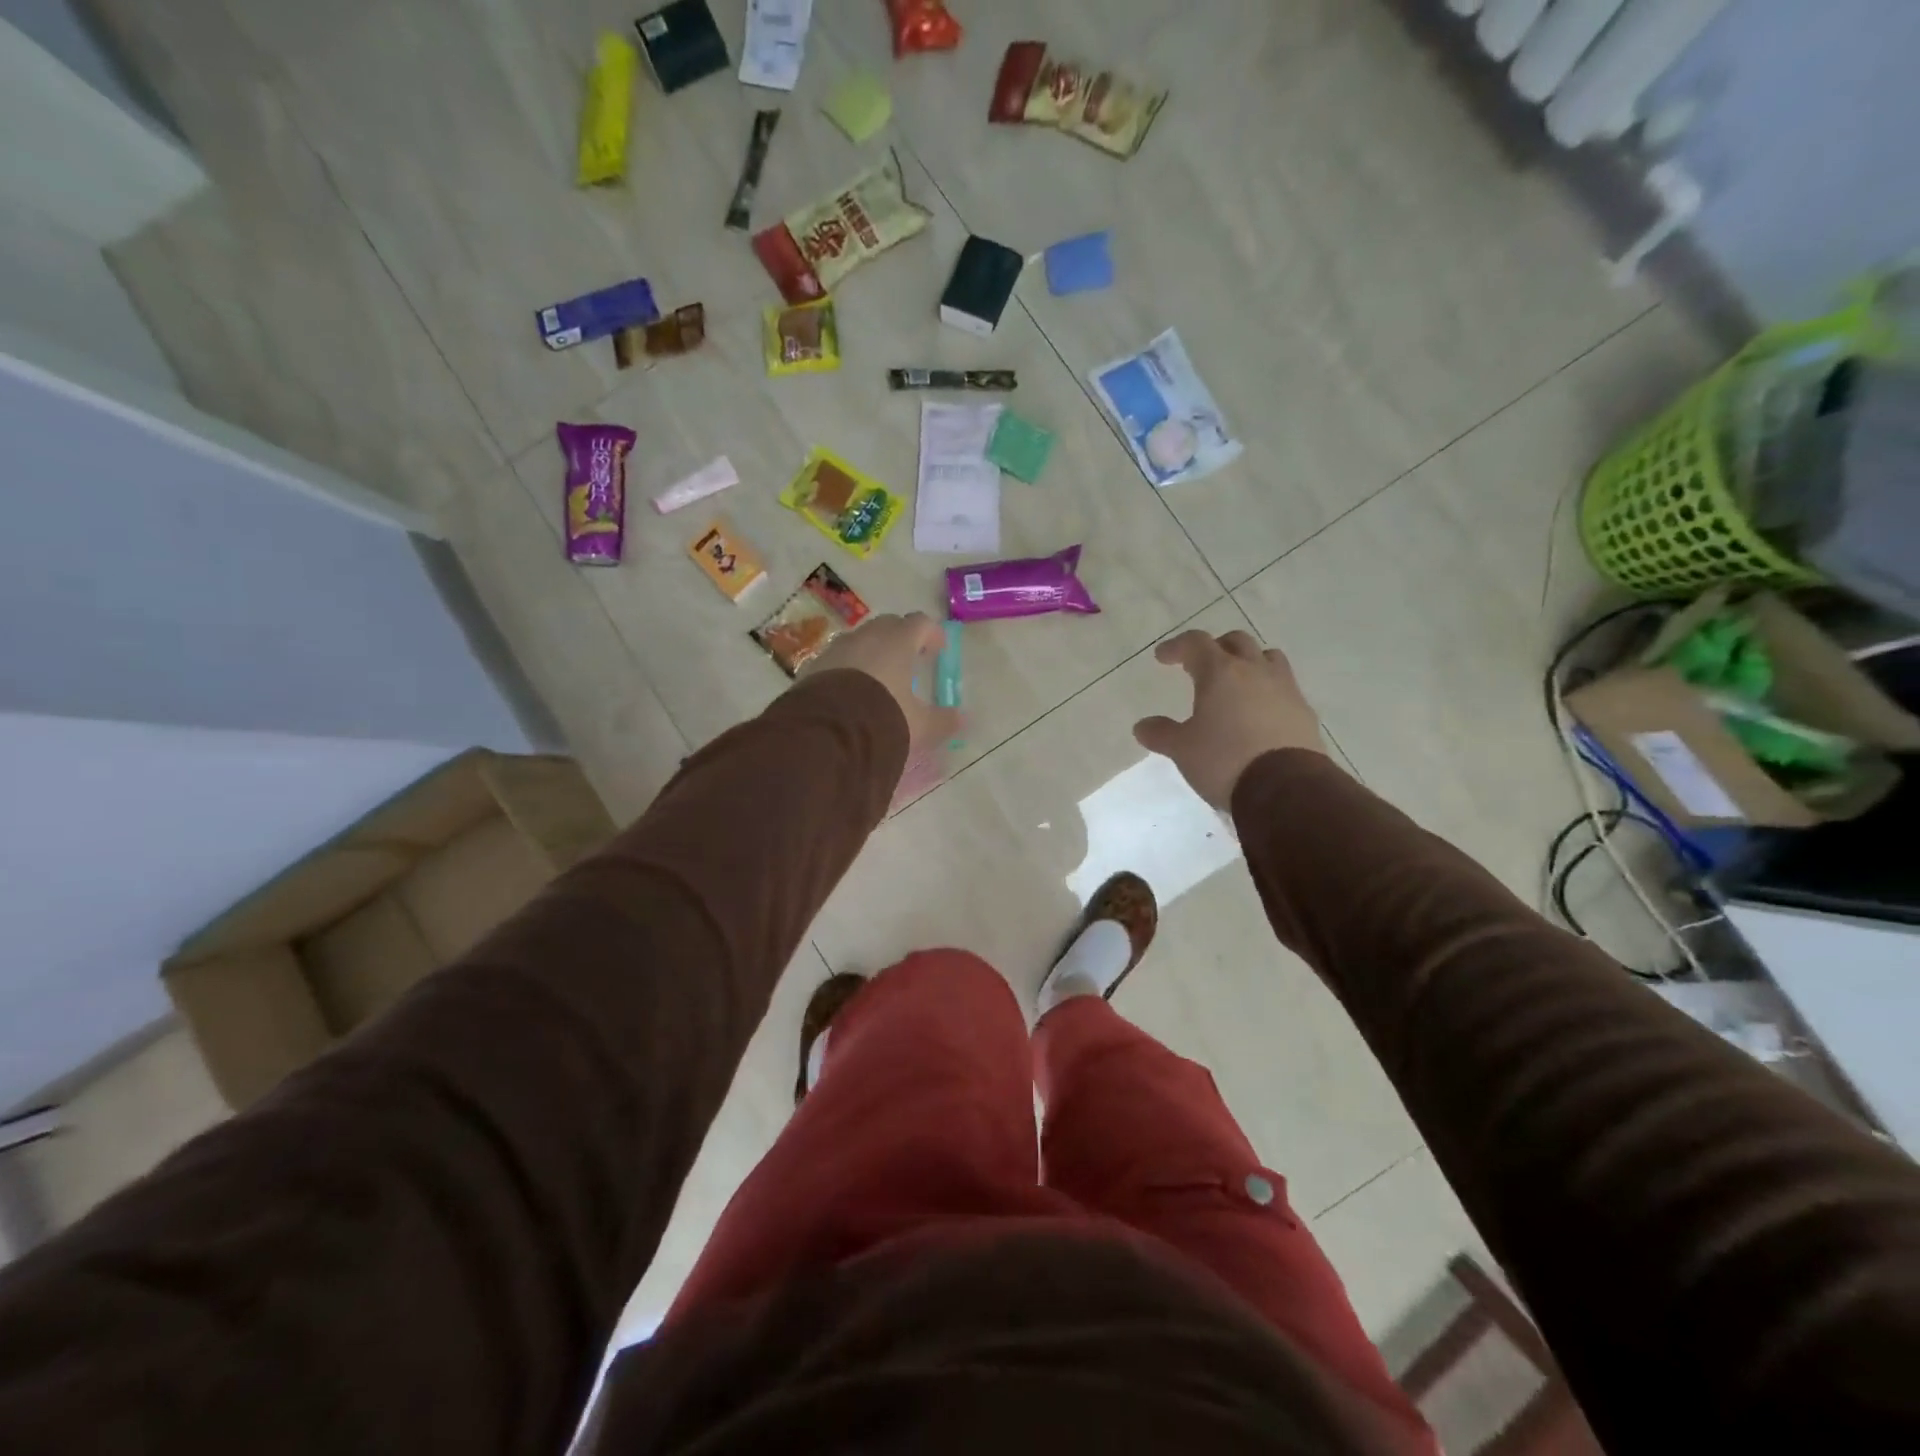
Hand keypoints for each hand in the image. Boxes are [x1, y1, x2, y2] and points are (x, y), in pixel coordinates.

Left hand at [804, 613, 960, 755]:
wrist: (826, 734)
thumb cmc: (883, 719)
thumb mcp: (920, 726)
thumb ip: (943, 720)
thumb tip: (961, 718)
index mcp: (897, 642)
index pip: (919, 623)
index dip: (931, 633)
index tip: (938, 650)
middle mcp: (865, 637)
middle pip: (887, 626)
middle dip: (901, 638)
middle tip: (909, 660)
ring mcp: (835, 649)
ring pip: (859, 641)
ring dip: (872, 653)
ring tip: (879, 678)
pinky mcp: (813, 667)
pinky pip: (837, 660)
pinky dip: (848, 669)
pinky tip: (850, 692)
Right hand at [1134, 630, 1324, 809]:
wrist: (1286, 789)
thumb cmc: (1224, 760)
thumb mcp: (1183, 750)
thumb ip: (1161, 733)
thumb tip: (1142, 726)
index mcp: (1221, 672)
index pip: (1196, 643)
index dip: (1177, 646)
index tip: (1163, 657)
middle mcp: (1255, 671)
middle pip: (1236, 642)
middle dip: (1215, 648)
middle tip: (1200, 664)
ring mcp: (1286, 689)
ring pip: (1267, 658)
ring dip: (1249, 662)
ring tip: (1236, 682)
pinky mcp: (1304, 712)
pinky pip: (1285, 687)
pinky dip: (1268, 690)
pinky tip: (1259, 712)